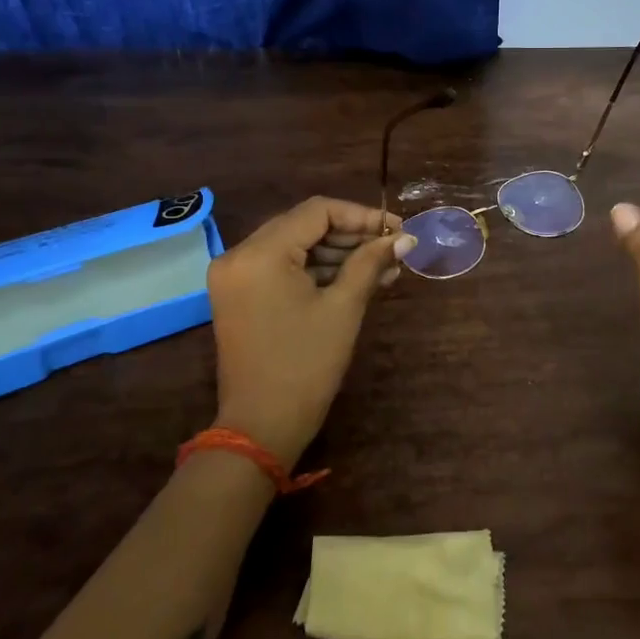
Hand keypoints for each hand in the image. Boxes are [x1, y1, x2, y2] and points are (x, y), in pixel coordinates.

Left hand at [206, 197, 415, 468]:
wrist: (261, 427)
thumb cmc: (306, 365)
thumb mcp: (344, 308)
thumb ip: (371, 263)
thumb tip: (404, 237)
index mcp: (260, 253)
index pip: (317, 211)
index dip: (361, 216)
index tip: (396, 230)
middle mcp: (239, 255)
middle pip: (304, 225)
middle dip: (352, 234)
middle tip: (393, 248)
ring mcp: (235, 276)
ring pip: (295, 245)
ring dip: (337, 253)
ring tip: (383, 268)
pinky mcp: (239, 295)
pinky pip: (282, 267)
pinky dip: (316, 270)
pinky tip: (355, 279)